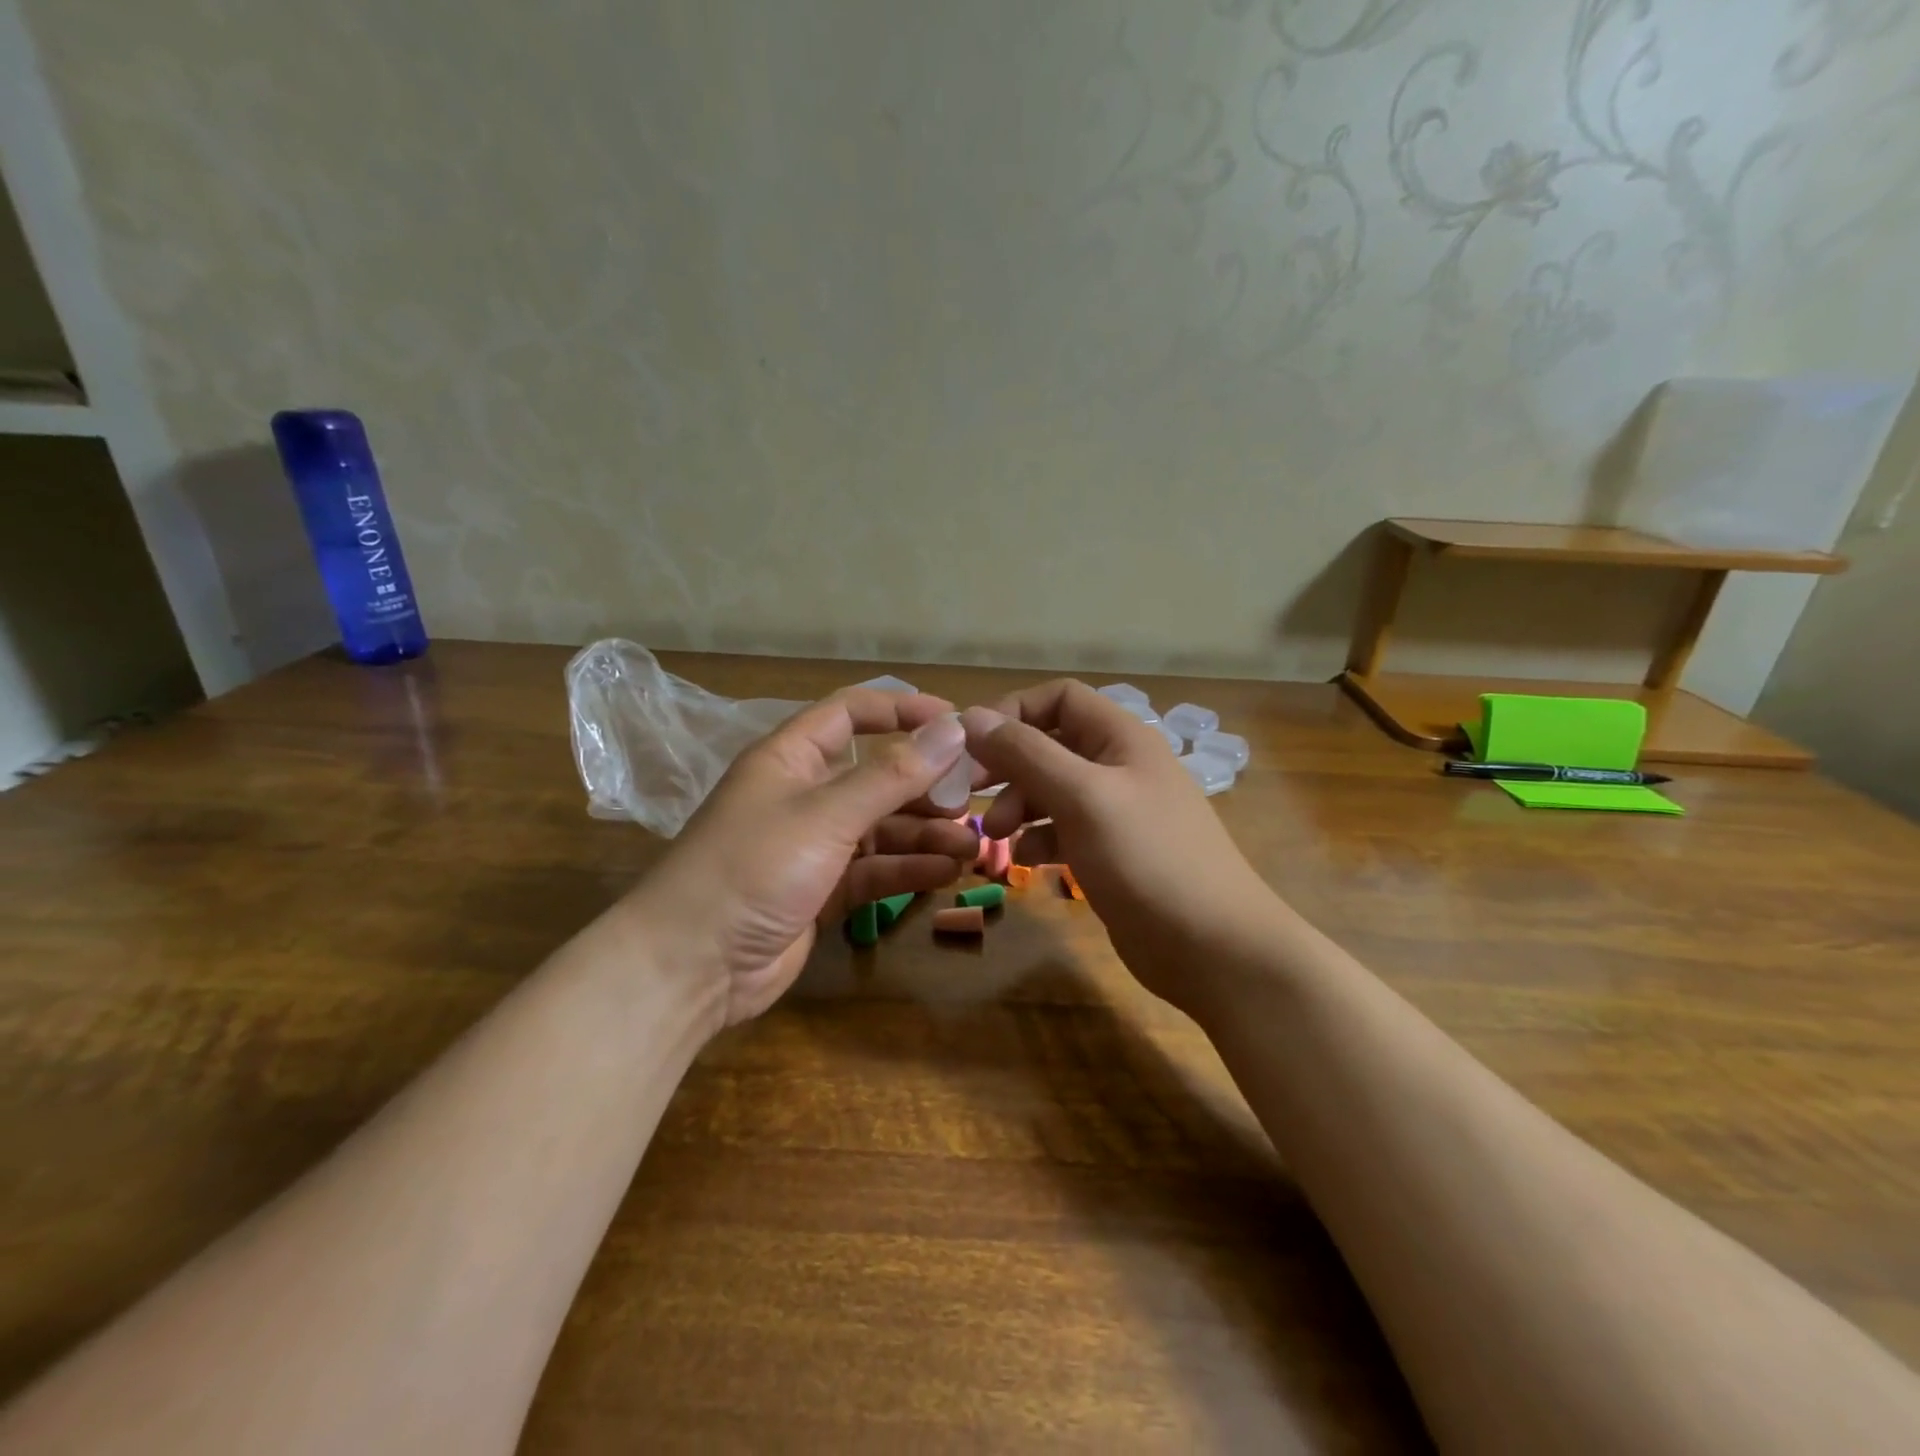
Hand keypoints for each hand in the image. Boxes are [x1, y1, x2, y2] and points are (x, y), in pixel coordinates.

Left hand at [629, 689, 978, 1025]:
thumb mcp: (826, 814)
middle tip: (975, 799)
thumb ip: (892, 774)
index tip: (956, 724)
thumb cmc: (753, 868)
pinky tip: (946, 873)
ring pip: (881, 827)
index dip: (903, 711)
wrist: (691, 967)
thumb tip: (953, 727)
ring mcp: (813, 846)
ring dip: (925, 834)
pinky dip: (908, 870)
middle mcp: (804, 794)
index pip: (852, 713)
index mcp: (791, 758)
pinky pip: (874, 870)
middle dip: (926, 785)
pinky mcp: (822, 891)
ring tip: (972, 846)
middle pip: (876, 775)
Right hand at [961, 681, 1278, 1010]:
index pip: (1059, 698)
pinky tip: (1027, 861)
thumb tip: (972, 717)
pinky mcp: (1112, 853)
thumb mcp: (1082, 797)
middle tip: (969, 793)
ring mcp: (1117, 812)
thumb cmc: (1148, 860)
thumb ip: (1027, 754)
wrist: (1213, 948)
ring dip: (1019, 805)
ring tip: (997, 836)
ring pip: (1052, 790)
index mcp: (1121, 737)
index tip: (971, 746)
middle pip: (1050, 744)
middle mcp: (1119, 766)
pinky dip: (1039, 839)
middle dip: (1009, 765)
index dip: (1013, 712)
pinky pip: (1063, 831)